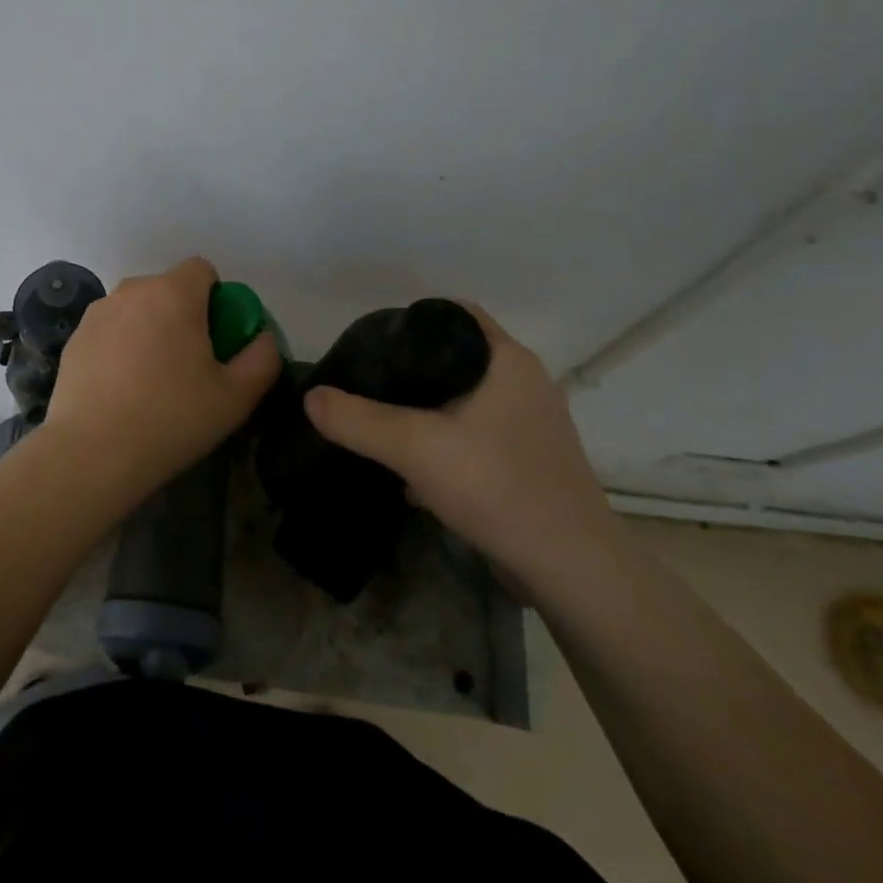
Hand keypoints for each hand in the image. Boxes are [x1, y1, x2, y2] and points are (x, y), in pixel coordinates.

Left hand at [40, 257, 280, 506]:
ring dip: (150, 328)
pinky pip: (111, 329)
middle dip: (183, 315)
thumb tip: (261, 338)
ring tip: (151, 379)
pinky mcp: (76, 337)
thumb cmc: (171, 419)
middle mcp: (133, 290)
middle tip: (188, 365)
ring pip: (138, 308)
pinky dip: (121, 346)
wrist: (92, 454)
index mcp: (174, 294)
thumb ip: (262, 358)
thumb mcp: (236, 397)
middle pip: (169, 289)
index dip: (215, 299)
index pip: (203, 270)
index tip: (215, 339)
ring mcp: (99, 312)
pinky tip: (121, 388)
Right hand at [302, 305, 616, 588]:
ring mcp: (533, 423)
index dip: (411, 320)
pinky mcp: (532, 460)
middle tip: (371, 383)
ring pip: (466, 399)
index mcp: (507, 359)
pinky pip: (479, 434)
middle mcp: (525, 381)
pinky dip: (448, 441)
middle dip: (412, 370)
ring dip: (429, 410)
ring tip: (387, 425)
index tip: (375, 342)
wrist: (570, 568)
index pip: (453, 314)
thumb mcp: (413, 447)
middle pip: (456, 357)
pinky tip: (418, 471)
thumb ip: (357, 420)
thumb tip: (311, 397)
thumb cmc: (496, 485)